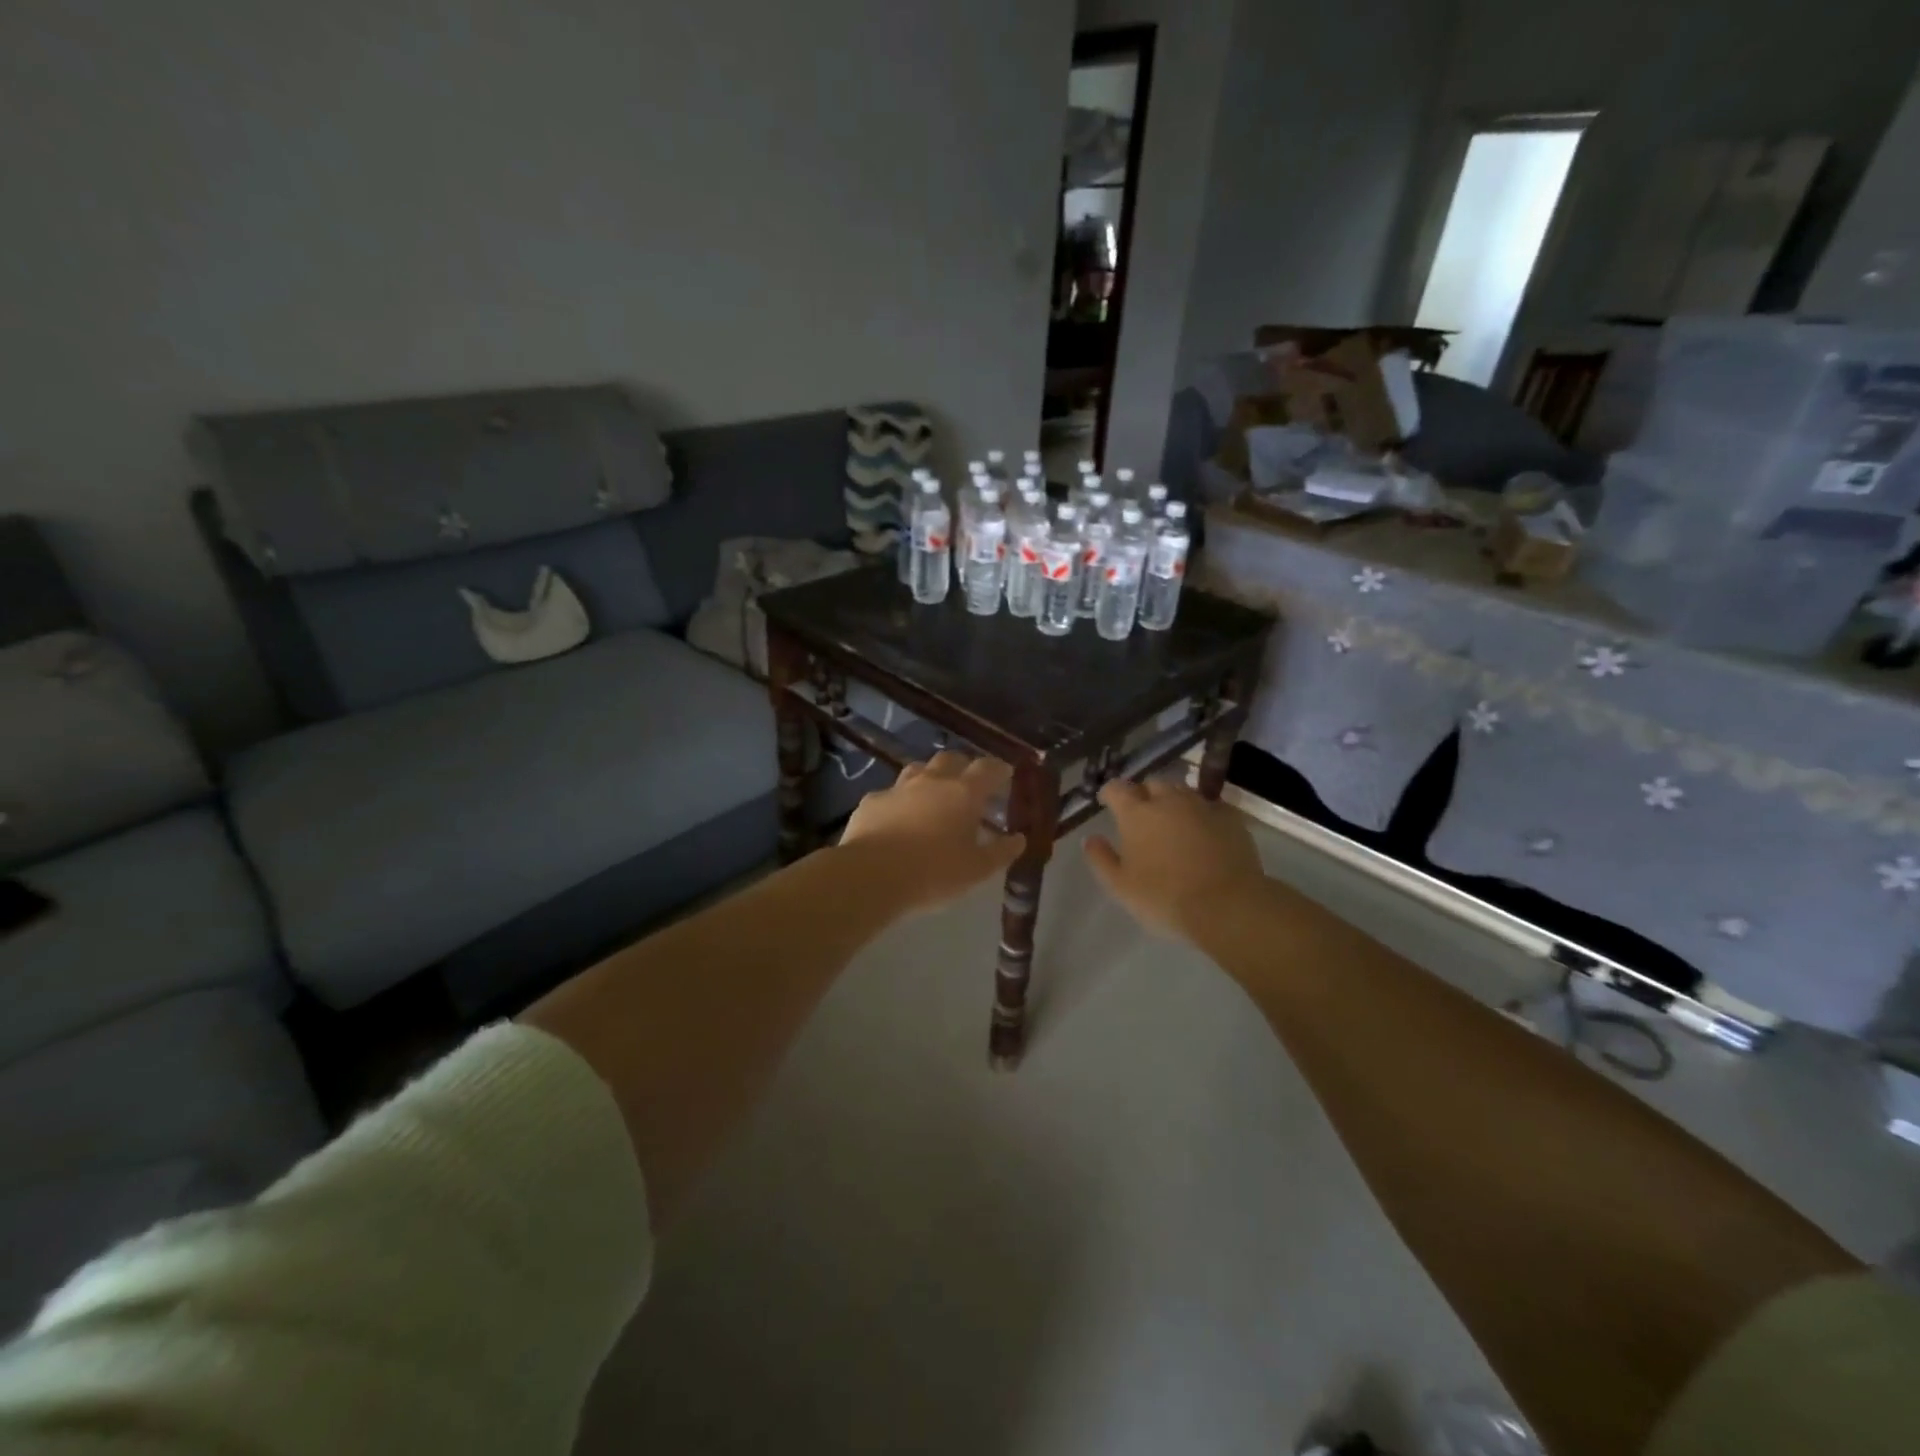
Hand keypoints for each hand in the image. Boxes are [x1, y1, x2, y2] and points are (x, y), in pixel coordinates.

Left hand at [838, 751, 1026, 914]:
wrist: (871, 875)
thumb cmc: (934, 873)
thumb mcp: (976, 870)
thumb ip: (1001, 852)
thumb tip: (1019, 839)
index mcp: (963, 793)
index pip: (987, 768)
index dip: (998, 769)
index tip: (1005, 774)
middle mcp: (932, 781)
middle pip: (951, 759)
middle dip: (963, 767)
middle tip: (970, 784)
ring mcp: (898, 788)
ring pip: (918, 770)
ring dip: (930, 777)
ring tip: (934, 796)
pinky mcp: (871, 801)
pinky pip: (891, 794)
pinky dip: (900, 801)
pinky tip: (898, 819)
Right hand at [1084, 777, 1266, 939]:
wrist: (1227, 905)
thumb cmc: (1165, 897)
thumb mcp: (1120, 886)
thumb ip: (1101, 859)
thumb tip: (1090, 839)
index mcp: (1137, 813)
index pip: (1117, 788)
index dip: (1109, 793)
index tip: (1106, 803)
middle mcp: (1169, 800)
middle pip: (1152, 784)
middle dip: (1144, 794)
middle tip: (1142, 815)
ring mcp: (1202, 805)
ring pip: (1182, 792)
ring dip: (1173, 801)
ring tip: (1173, 823)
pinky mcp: (1230, 818)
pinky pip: (1210, 807)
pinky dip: (1202, 814)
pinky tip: (1203, 832)